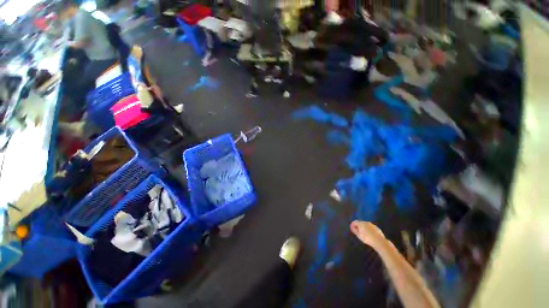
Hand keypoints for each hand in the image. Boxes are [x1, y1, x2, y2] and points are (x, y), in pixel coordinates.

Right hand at [350, 221, 386, 249]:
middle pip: (360, 223)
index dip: (352, 225)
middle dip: (358, 226)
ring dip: (364, 228)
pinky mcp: (376, 228)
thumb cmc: (367, 238)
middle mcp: (366, 222)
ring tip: (364, 234)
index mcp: (360, 223)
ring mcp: (372, 224)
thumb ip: (354, 230)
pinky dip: (369, 230)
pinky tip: (370, 235)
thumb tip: (352, 227)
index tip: (352, 229)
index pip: (354, 222)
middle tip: (358, 232)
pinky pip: (370, 228)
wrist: (379, 241)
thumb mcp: (358, 235)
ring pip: (366, 225)